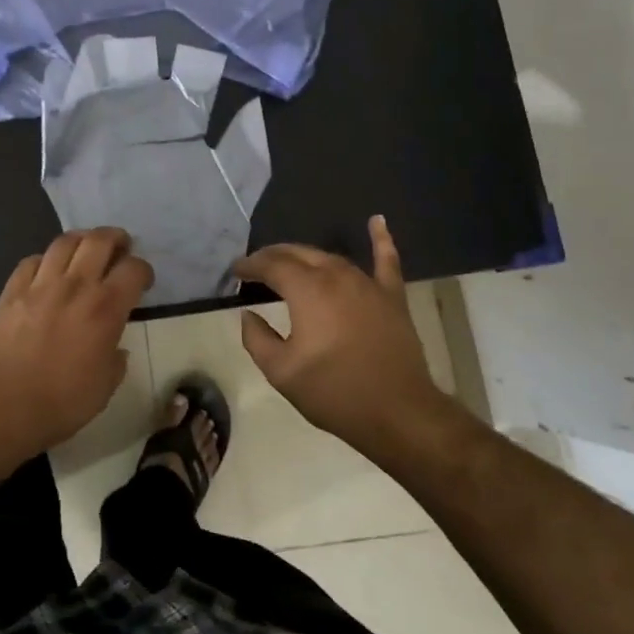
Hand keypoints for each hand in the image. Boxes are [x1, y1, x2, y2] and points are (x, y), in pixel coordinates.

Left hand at [0, 228, 153, 451]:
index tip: (142, 282)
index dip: (143, 271)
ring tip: (86, 249)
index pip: (134, 270)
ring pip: (65, 241)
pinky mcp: (13, 290)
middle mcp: (76, 285)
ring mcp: (41, 284)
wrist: (2, 405)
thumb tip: (114, 348)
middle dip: (116, 239)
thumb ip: (115, 360)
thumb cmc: (62, 402)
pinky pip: (32, 260)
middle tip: (120, 248)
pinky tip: (48, 271)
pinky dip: (46, 260)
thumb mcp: (105, 387)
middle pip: (100, 240)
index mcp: (106, 308)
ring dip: (82, 239)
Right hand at [235, 216, 452, 446]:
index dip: (250, 265)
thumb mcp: (282, 372)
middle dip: (274, 256)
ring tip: (290, 262)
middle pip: (299, 254)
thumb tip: (248, 315)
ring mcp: (368, 283)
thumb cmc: (334, 392)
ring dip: (307, 257)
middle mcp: (336, 276)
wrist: (398, 412)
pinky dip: (381, 239)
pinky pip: (386, 260)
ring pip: (331, 258)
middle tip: (256, 267)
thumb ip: (257, 338)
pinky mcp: (391, 297)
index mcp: (307, 290)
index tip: (235, 271)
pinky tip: (377, 220)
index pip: (271, 265)